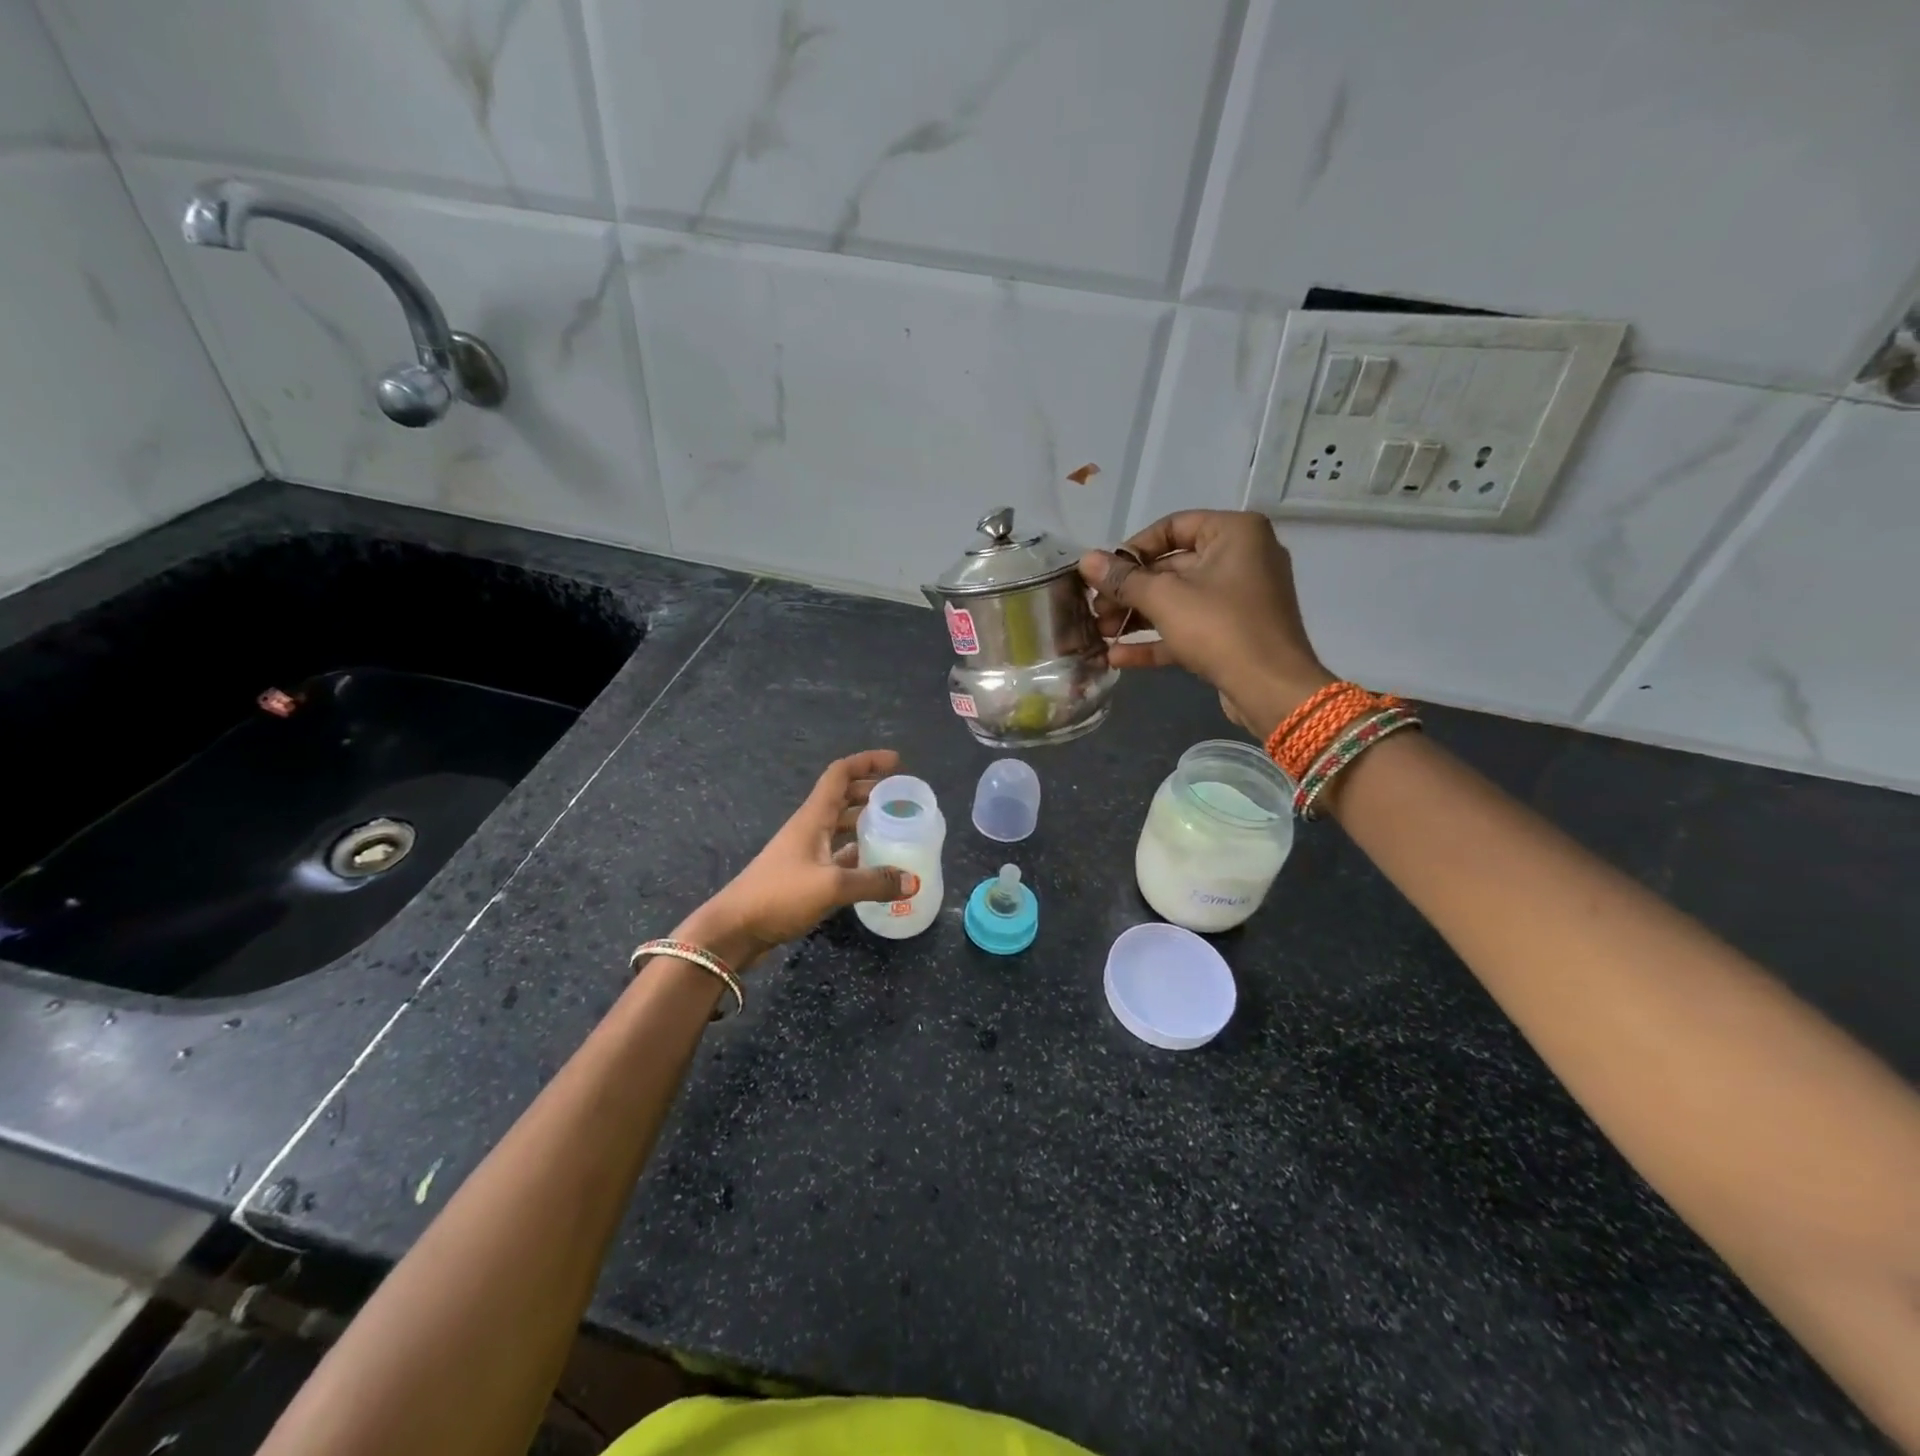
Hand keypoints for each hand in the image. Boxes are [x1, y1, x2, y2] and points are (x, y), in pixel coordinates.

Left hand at [676, 750, 916, 969]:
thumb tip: (913, 881)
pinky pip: (837, 854)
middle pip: (843, 797)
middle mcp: (809, 828)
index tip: (897, 762)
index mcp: (813, 817)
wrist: (735, 929)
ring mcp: (805, 852)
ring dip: (865, 822)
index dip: (868, 762)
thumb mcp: (831, 887)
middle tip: (901, 799)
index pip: (840, 774)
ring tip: (895, 828)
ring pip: (840, 826)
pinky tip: (876, 866)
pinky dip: (857, 853)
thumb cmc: (779, 896)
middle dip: (871, 791)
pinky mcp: (804, 876)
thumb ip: (874, 882)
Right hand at [1079, 510, 1331, 738]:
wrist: (1271, 689)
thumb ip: (1123, 579)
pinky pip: (1190, 628)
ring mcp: (1239, 599)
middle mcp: (1241, 558)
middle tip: (1095, 608)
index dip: (1133, 549)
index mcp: (1234, 533)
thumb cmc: (1220, 628)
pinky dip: (1157, 639)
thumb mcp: (1165, 598)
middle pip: (1172, 567)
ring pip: (1178, 600)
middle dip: (1129, 591)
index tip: (1104, 573)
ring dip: (1137, 617)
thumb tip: (1086, 560)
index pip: (1173, 526)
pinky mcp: (1233, 634)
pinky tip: (1118, 657)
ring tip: (1101, 633)